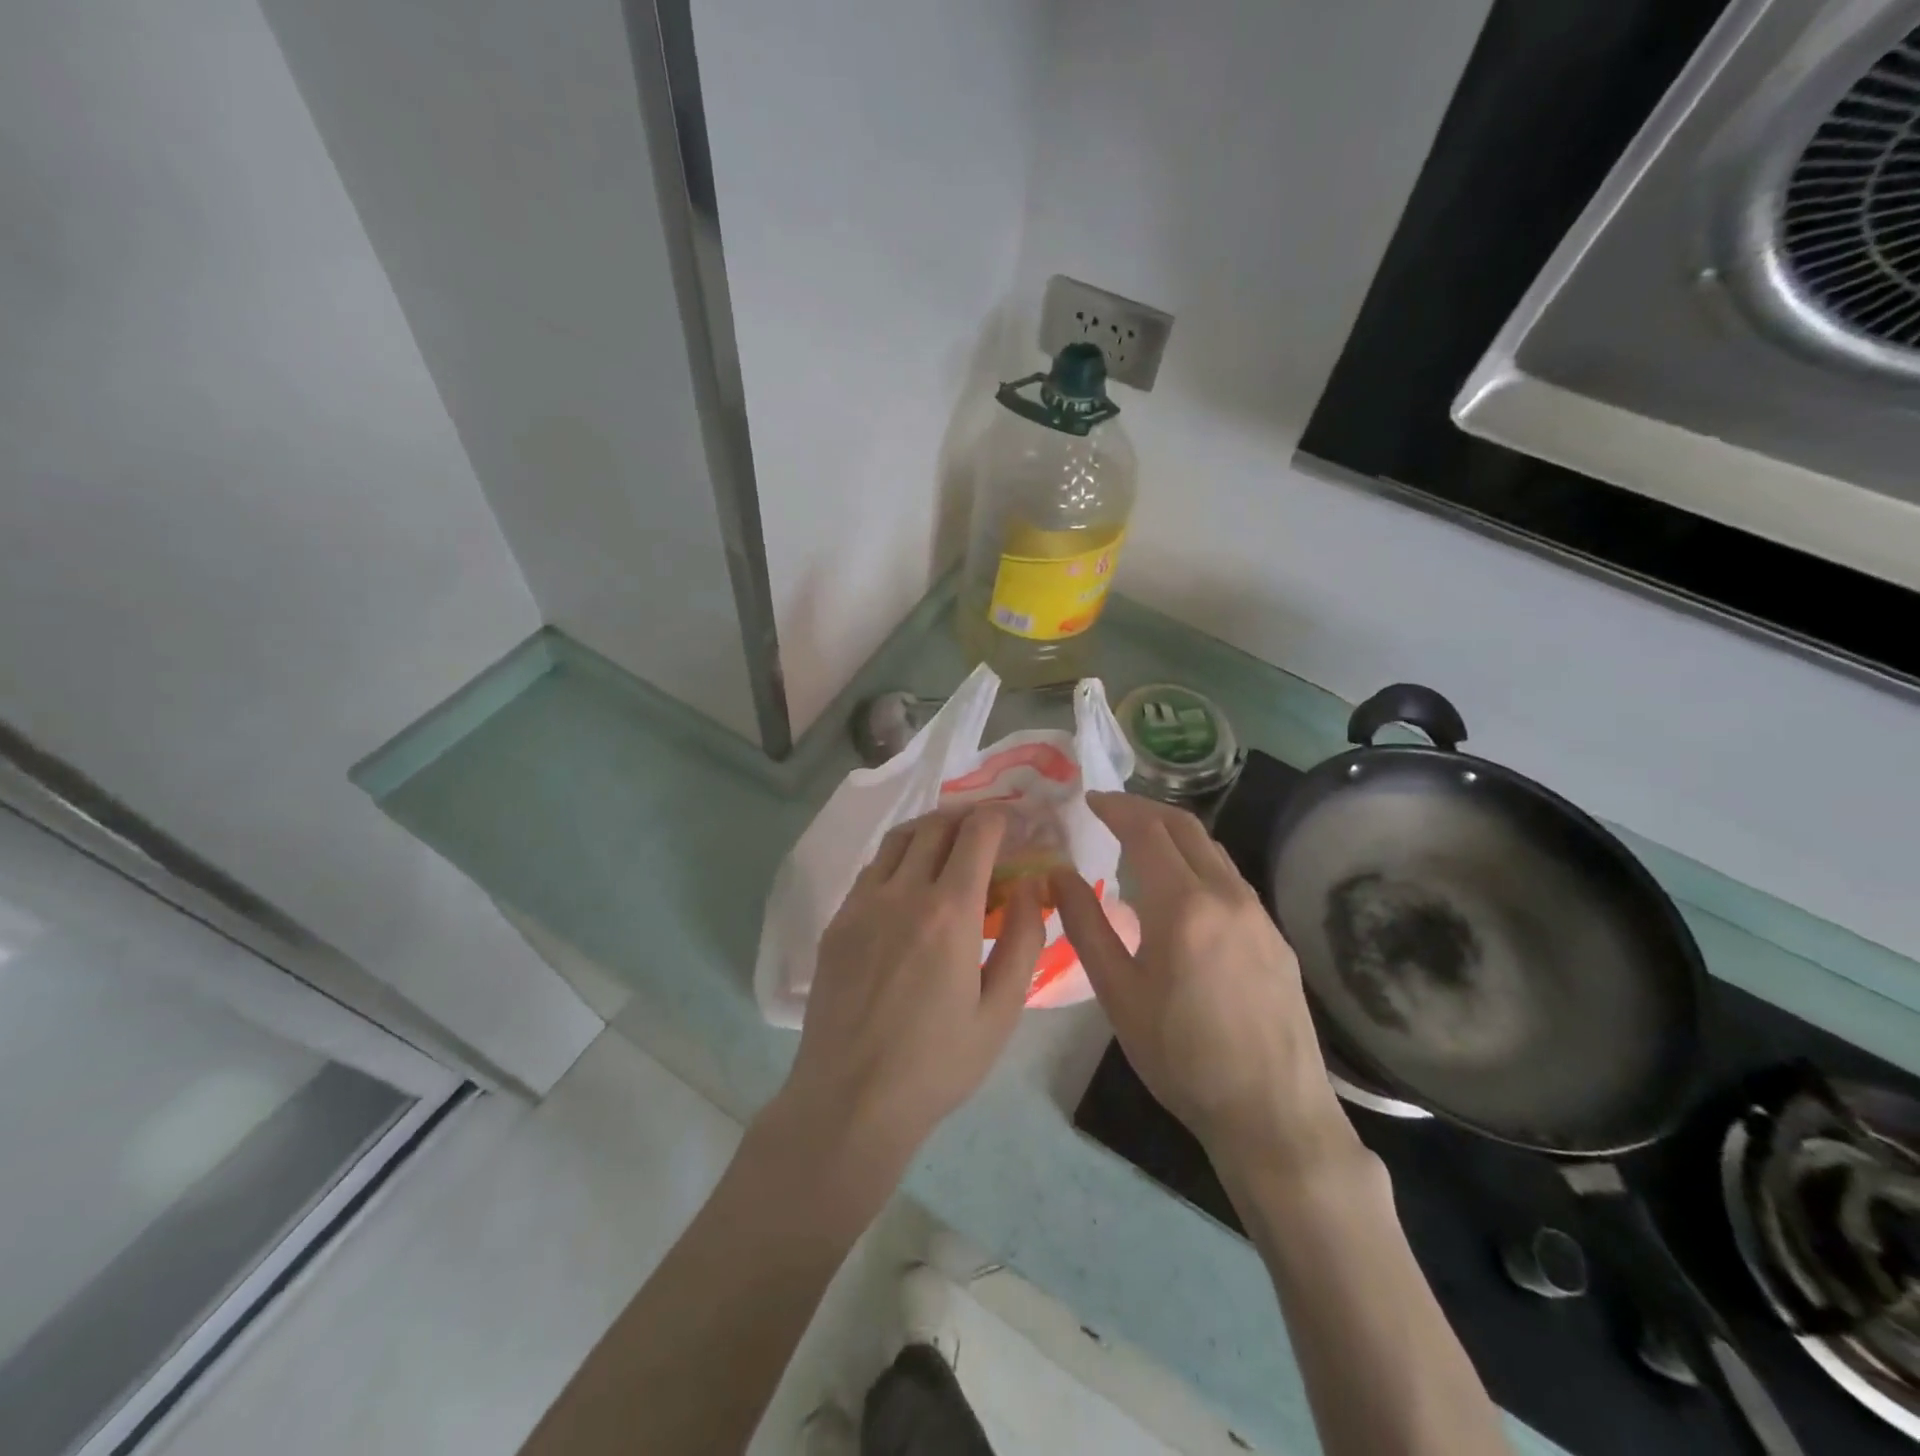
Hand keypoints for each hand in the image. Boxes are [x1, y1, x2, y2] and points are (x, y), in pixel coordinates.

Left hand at [776, 807, 1045, 1176]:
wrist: (849, 1099)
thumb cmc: (936, 1064)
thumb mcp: (1000, 1012)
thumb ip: (1023, 941)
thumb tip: (1032, 886)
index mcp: (949, 912)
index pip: (977, 833)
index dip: (1000, 817)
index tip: (1015, 822)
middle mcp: (902, 892)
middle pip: (935, 825)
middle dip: (967, 817)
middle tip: (986, 832)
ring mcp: (862, 904)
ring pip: (898, 839)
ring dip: (929, 831)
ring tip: (949, 847)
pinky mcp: (837, 922)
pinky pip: (872, 869)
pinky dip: (898, 859)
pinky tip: (909, 886)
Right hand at [1051, 792, 1359, 1170]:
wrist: (1273, 1112)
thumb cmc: (1181, 1057)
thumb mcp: (1118, 994)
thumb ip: (1085, 926)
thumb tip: (1058, 875)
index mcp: (1184, 905)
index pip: (1147, 830)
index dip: (1116, 807)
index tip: (1089, 799)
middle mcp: (1228, 895)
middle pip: (1186, 827)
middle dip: (1145, 808)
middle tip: (1111, 810)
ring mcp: (1259, 914)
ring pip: (1213, 850)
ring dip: (1174, 833)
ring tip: (1141, 842)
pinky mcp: (1276, 936)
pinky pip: (1231, 879)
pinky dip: (1198, 863)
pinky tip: (1182, 890)